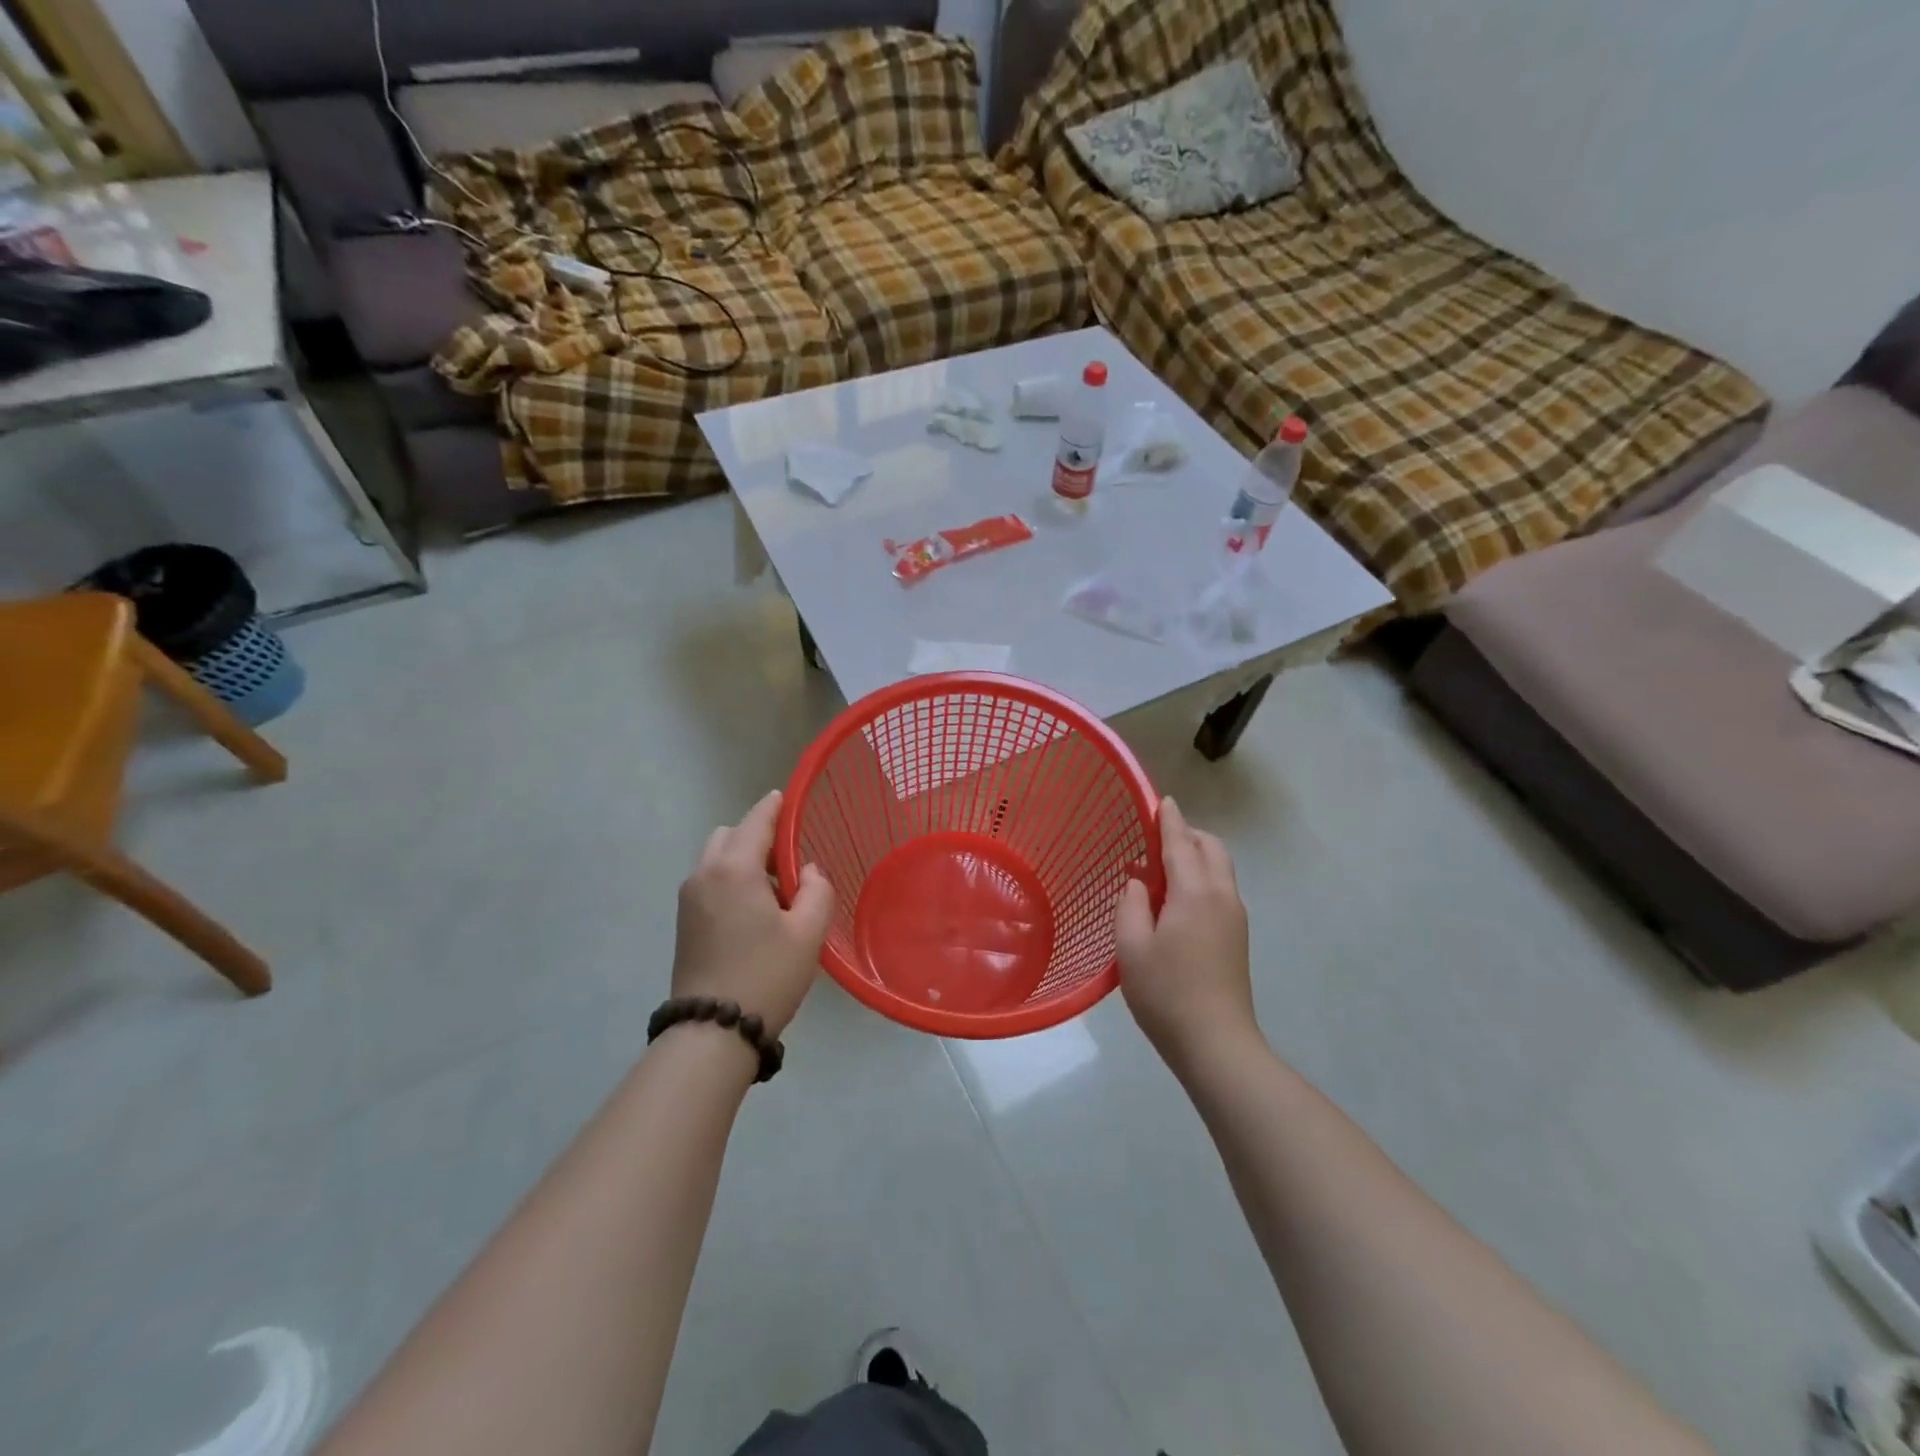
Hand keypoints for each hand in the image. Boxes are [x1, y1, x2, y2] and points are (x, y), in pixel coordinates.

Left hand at [671, 790, 834, 1038]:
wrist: (712, 1031)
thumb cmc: (766, 975)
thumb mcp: (807, 933)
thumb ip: (816, 890)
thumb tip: (807, 871)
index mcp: (734, 869)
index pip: (756, 820)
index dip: (775, 806)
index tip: (789, 798)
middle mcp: (704, 874)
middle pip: (730, 835)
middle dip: (758, 836)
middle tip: (787, 862)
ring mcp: (688, 898)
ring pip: (716, 858)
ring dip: (742, 859)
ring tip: (773, 891)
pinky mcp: (684, 921)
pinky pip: (709, 881)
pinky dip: (730, 879)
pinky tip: (753, 911)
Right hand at [1115, 796, 1255, 1065]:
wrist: (1217, 1044)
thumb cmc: (1166, 993)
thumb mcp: (1131, 947)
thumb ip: (1131, 904)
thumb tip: (1138, 882)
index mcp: (1195, 892)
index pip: (1181, 842)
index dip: (1169, 819)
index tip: (1162, 800)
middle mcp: (1222, 896)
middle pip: (1211, 848)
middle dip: (1188, 834)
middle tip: (1156, 839)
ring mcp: (1235, 917)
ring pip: (1220, 868)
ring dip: (1196, 856)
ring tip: (1162, 870)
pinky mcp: (1238, 937)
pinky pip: (1221, 889)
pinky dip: (1202, 878)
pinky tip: (1176, 901)